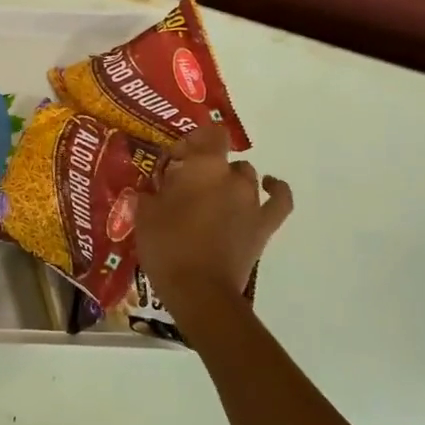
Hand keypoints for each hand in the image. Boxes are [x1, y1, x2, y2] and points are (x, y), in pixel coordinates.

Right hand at [135, 124, 291, 306]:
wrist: (199, 290)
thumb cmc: (167, 247)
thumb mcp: (145, 214)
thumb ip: (151, 191)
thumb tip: (154, 187)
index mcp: (204, 167)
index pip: (209, 134)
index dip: (193, 141)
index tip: (174, 160)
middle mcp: (233, 177)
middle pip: (223, 159)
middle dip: (205, 167)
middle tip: (184, 187)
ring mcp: (253, 201)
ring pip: (246, 177)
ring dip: (229, 182)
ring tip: (211, 199)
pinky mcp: (264, 226)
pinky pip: (279, 200)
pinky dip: (276, 189)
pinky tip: (269, 185)